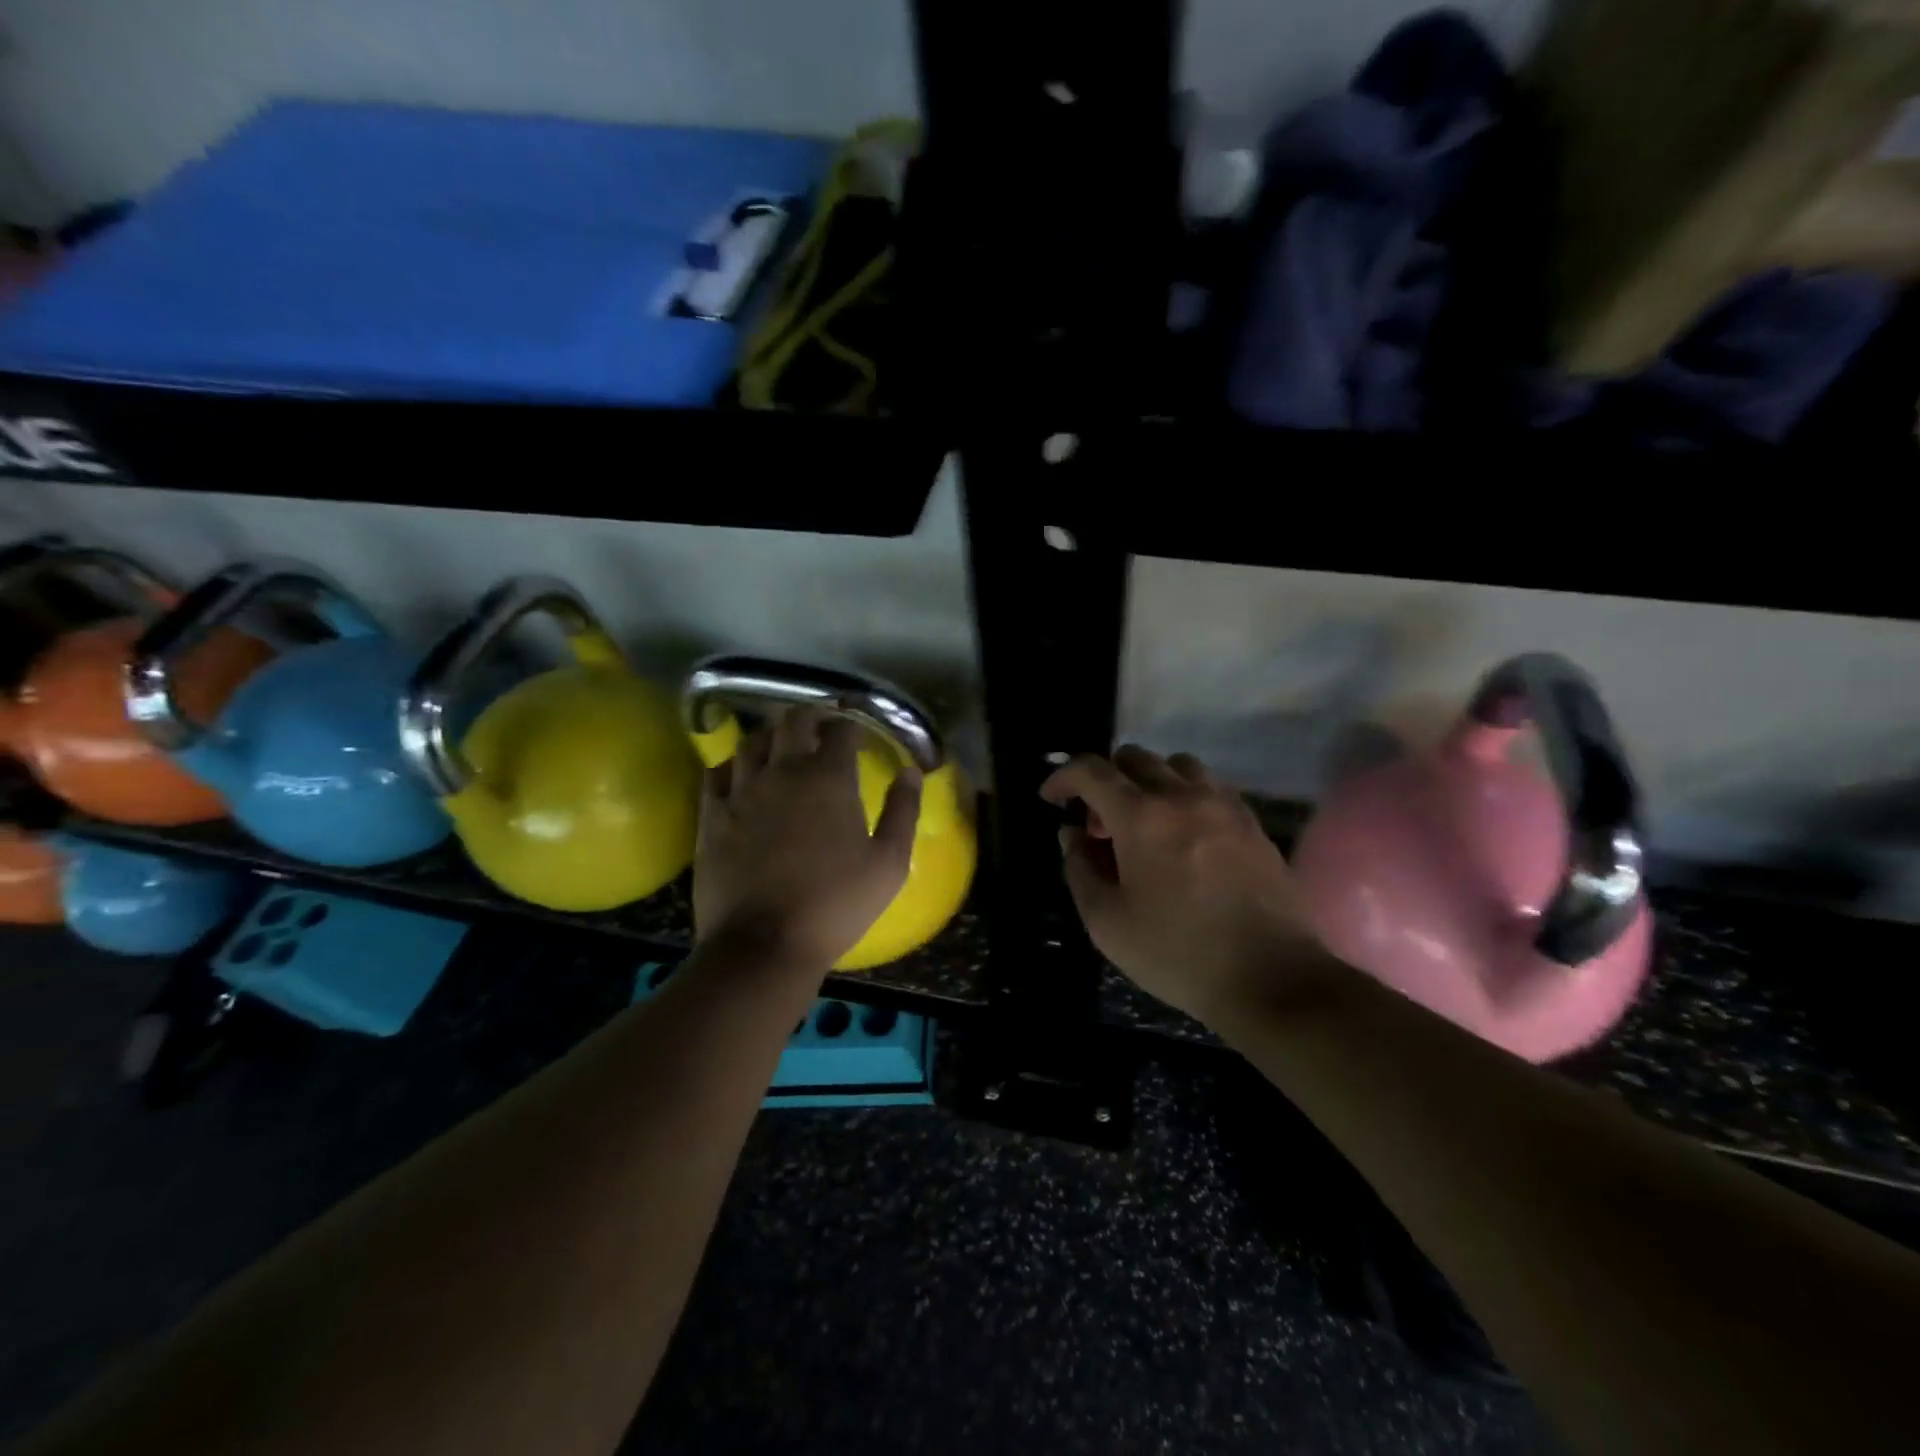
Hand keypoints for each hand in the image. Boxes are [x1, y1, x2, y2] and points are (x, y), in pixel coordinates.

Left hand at [694, 706, 921, 970]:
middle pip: (793, 720)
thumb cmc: (836, 904)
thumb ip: (903, 811)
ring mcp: (742, 791)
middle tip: (823, 724)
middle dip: (812, 713)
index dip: (852, 721)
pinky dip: (734, 764)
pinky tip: (741, 773)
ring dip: (773, 734)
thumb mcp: (889, 863)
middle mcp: (783, 771)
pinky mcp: (711, 815)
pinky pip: (717, 772)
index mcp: (829, 778)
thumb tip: (910, 771)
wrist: (763, 944)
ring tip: (783, 744)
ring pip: (753, 740)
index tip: (859, 729)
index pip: (841, 729)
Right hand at [1040, 746, 1329, 1023]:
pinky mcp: (1252, 824)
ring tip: (1145, 824)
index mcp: (1141, 816)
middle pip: (1134, 758)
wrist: (1272, 978)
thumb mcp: (1107, 922)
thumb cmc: (1178, 953)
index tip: (1052, 798)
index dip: (1063, 777)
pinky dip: (1185, 795)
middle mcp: (1183, 797)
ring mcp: (1223, 806)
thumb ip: (1080, 869)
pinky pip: (1210, 787)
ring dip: (1149, 782)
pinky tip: (1185, 835)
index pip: (1092, 771)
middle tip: (1099, 826)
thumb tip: (1072, 835)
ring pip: (1177, 766)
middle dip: (1105, 782)